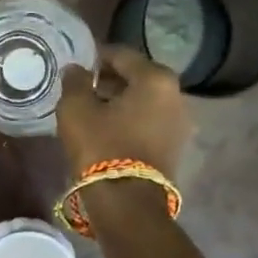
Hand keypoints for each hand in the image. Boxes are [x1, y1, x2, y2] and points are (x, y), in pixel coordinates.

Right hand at [57, 45, 192, 178]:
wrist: (128, 202)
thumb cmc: (101, 146)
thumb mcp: (76, 109)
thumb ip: (75, 82)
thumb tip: (76, 69)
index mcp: (156, 78)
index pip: (121, 55)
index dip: (96, 57)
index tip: (77, 65)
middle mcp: (177, 96)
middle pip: (138, 77)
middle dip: (111, 80)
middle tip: (84, 89)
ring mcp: (181, 124)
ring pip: (145, 102)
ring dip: (121, 102)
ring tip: (94, 112)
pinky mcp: (177, 148)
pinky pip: (150, 122)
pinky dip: (132, 121)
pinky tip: (110, 131)